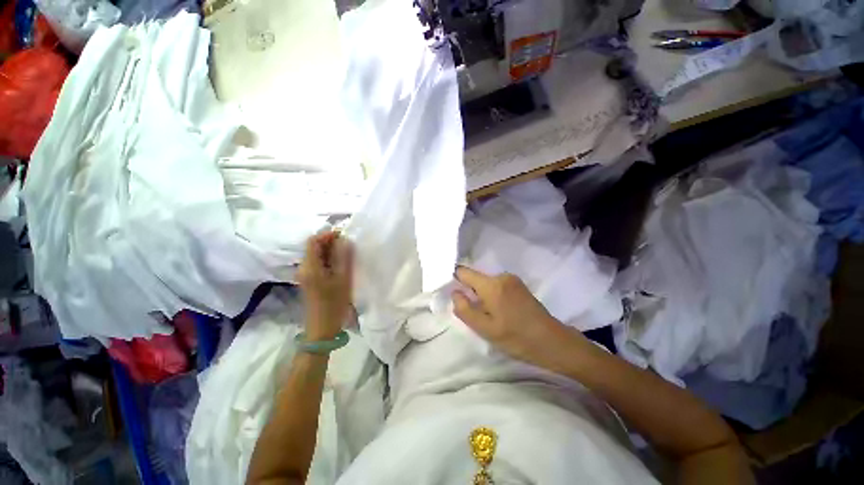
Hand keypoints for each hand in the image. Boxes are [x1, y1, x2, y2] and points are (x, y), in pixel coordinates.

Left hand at [297, 231, 353, 340]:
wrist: (322, 328)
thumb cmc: (334, 304)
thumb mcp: (343, 279)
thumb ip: (344, 257)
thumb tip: (345, 240)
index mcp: (310, 266)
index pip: (313, 240)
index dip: (328, 234)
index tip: (344, 235)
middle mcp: (304, 268)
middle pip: (314, 246)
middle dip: (331, 242)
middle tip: (349, 245)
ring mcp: (305, 275)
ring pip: (317, 255)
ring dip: (331, 250)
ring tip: (348, 254)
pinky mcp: (309, 280)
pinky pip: (318, 263)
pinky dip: (329, 259)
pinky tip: (341, 264)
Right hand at [453, 266, 575, 365]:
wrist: (553, 342)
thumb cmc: (517, 338)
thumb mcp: (485, 329)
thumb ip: (465, 309)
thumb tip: (455, 293)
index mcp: (491, 285)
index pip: (463, 272)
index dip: (456, 281)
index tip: (458, 297)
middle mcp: (501, 276)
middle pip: (476, 279)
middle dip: (472, 294)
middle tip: (479, 315)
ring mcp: (512, 279)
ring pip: (486, 284)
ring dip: (483, 297)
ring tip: (493, 317)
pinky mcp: (519, 285)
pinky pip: (497, 286)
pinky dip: (494, 297)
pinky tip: (503, 313)